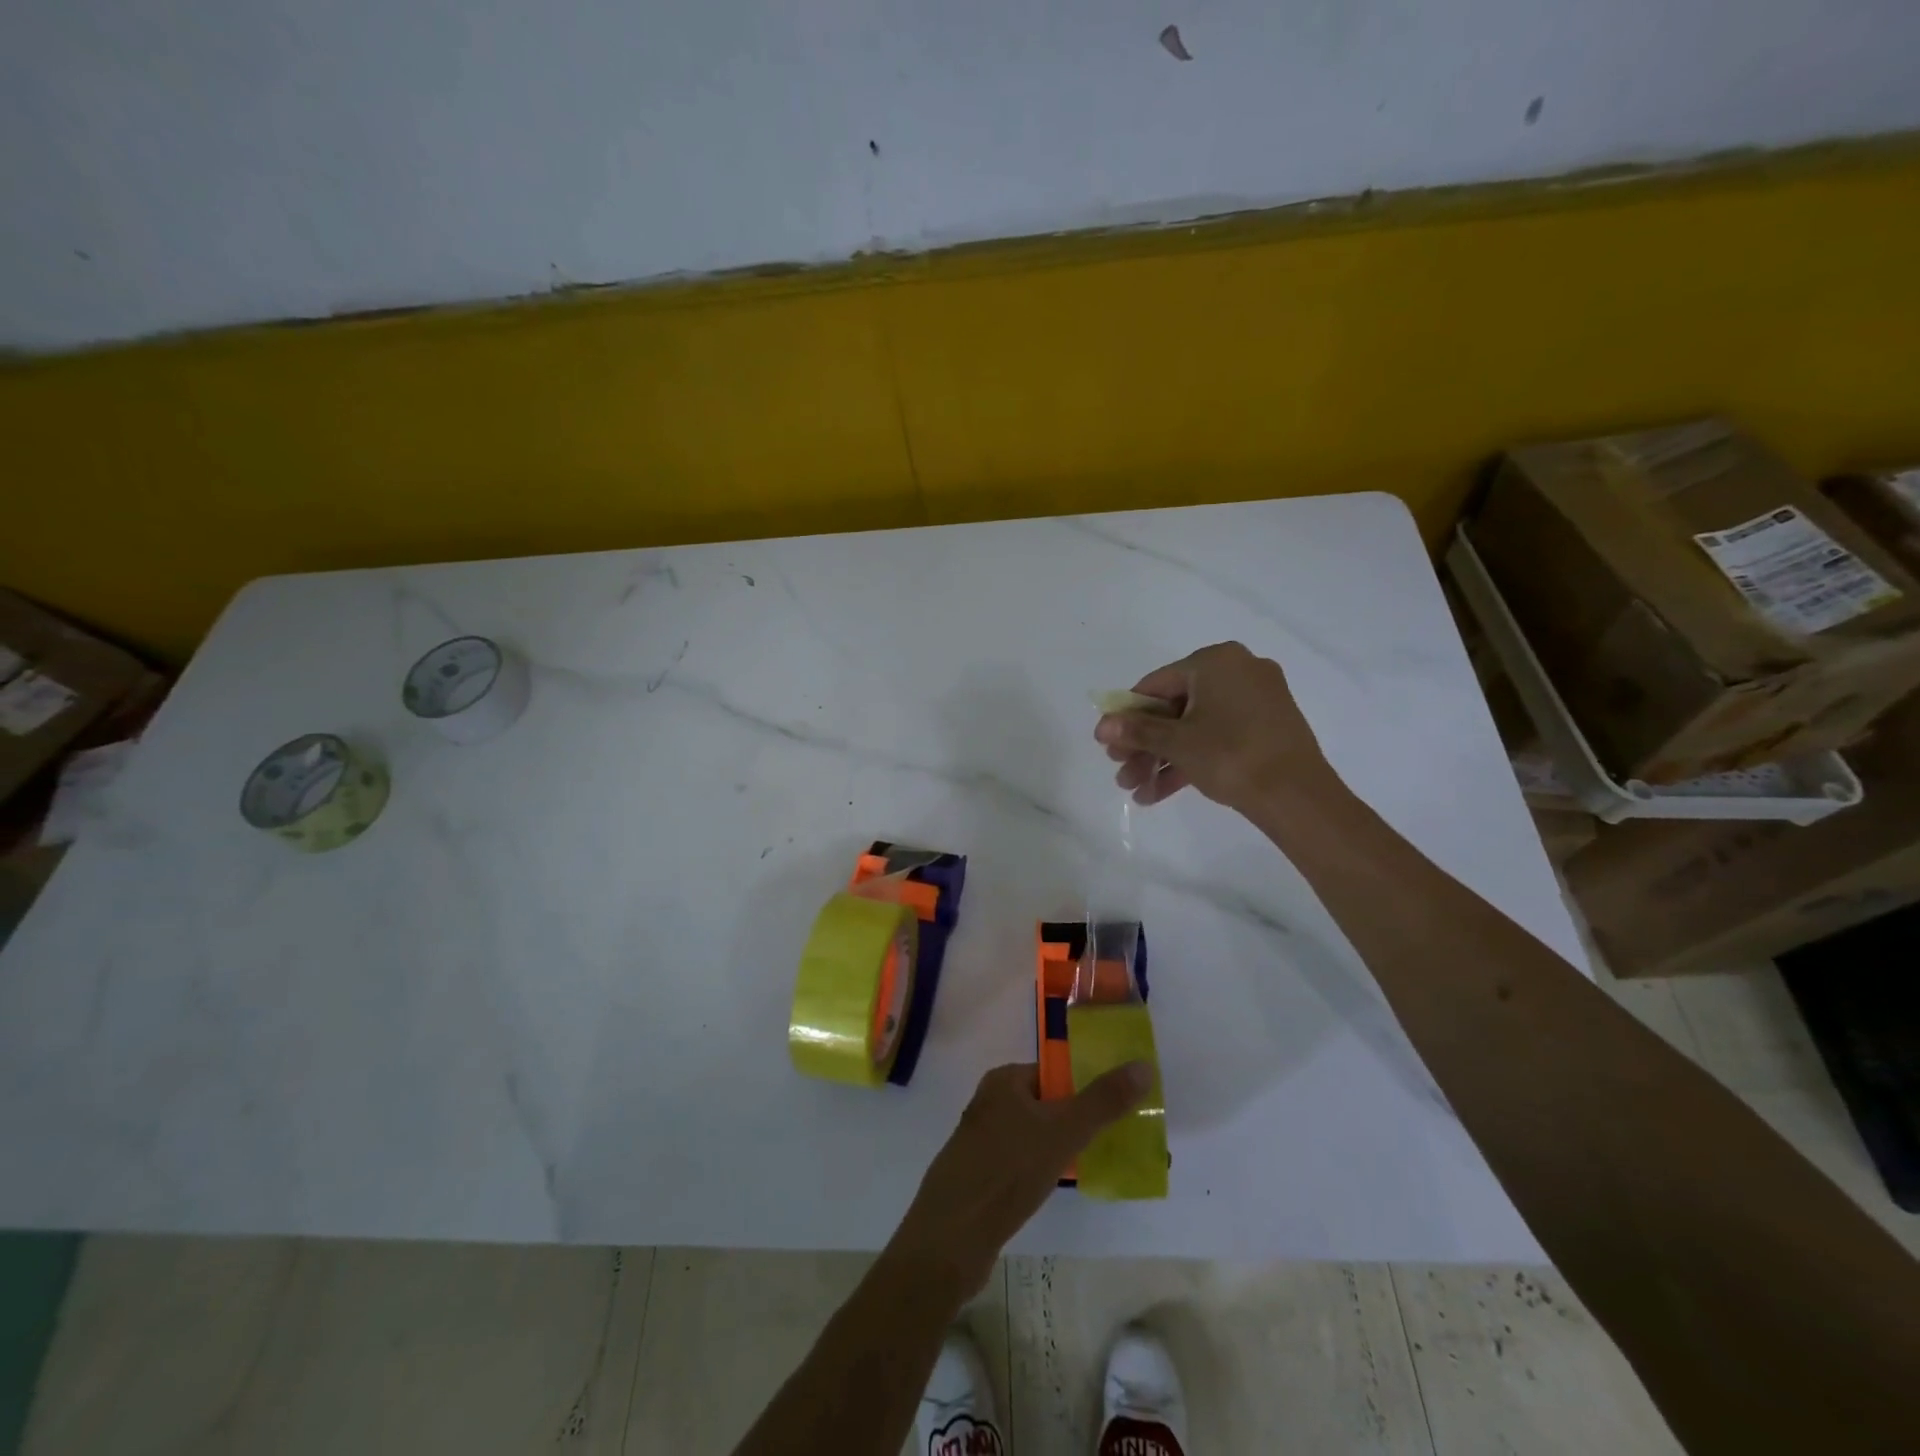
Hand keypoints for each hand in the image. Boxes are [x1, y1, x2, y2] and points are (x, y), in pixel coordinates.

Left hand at [886, 1061, 1148, 1298]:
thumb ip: (1103, 1100)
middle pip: (1046, 1103)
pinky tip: (1057, 1189)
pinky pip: (1020, 1163)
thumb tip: (1143, 1065)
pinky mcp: (979, 1176)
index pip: (1054, 1072)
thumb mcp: (1063, 1131)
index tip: (1118, 1109)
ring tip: (1095, 1166)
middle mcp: (989, 1103)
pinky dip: (1041, 1171)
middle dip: (1078, 1120)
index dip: (1086, 1087)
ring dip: (1062, 1148)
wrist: (951, 1238)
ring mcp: (981, 1141)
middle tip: (1115, 1140)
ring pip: (1034, 1135)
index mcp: (1003, 1081)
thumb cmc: (1007, 1171)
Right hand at [1092, 641, 1335, 811]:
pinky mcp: (1267, 727)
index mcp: (1215, 661)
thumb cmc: (1230, 755)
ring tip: (1137, 791)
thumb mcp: (1176, 743)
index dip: (1127, 716)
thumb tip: (1102, 726)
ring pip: (1195, 727)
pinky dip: (1192, 760)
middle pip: (1175, 708)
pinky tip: (1161, 793)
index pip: (1156, 684)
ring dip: (1163, 759)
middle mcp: (1238, 670)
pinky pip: (1218, 737)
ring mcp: (1257, 699)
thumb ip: (1136, 731)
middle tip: (1122, 773)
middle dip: (1145, 745)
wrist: (1297, 795)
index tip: (1109, 745)